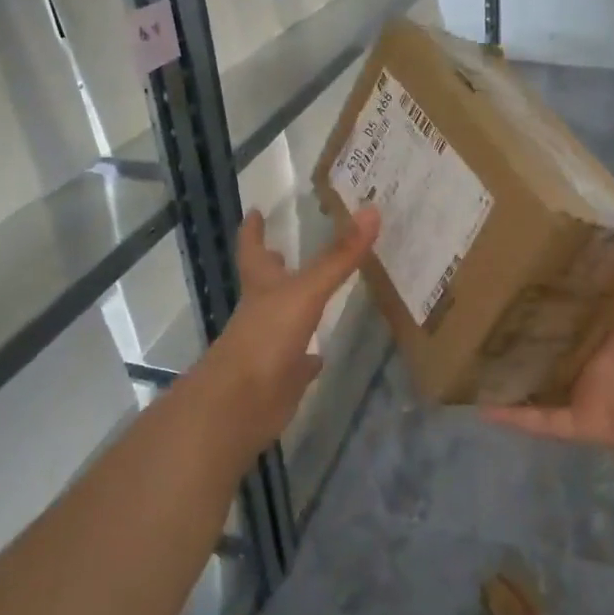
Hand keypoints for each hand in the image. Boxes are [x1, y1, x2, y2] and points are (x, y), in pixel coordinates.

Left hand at [191, 204, 379, 462]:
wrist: (240, 404)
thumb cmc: (267, 337)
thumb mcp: (307, 291)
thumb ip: (339, 256)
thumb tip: (372, 210)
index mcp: (262, 287)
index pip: (253, 250)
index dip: (253, 230)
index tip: (255, 210)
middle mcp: (262, 312)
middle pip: (265, 283)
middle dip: (272, 266)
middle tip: (281, 246)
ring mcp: (270, 346)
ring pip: (283, 320)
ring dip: (295, 308)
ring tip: (314, 294)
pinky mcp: (282, 378)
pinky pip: (298, 364)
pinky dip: (309, 358)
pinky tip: (321, 355)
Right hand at [483, 213, 613, 477]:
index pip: (580, 293)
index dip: (553, 276)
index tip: (518, 253)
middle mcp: (599, 349)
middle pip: (550, 330)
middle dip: (518, 316)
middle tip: (474, 294)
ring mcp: (590, 387)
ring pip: (537, 373)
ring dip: (506, 364)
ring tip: (464, 346)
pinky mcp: (588, 421)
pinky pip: (543, 419)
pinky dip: (513, 415)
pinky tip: (478, 403)